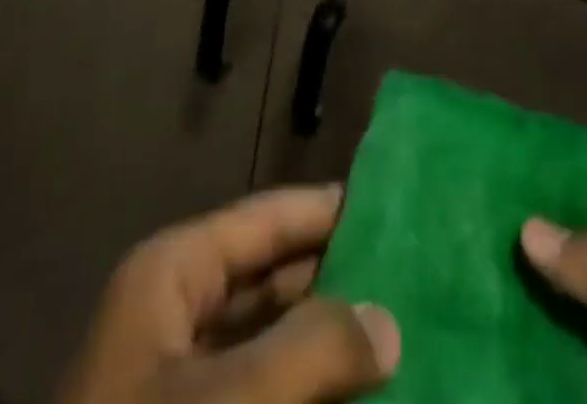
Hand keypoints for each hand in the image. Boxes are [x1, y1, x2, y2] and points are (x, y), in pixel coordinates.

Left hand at [58, 186, 400, 403]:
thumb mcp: (228, 402)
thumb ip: (312, 351)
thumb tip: (388, 320)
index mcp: (173, 275)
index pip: (265, 220)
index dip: (325, 208)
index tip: (391, 202)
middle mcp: (178, 315)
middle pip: (271, 279)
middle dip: (337, 280)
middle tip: (413, 274)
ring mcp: (182, 384)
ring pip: (270, 343)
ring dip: (327, 345)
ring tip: (403, 335)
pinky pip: (264, 396)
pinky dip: (307, 395)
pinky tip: (357, 398)